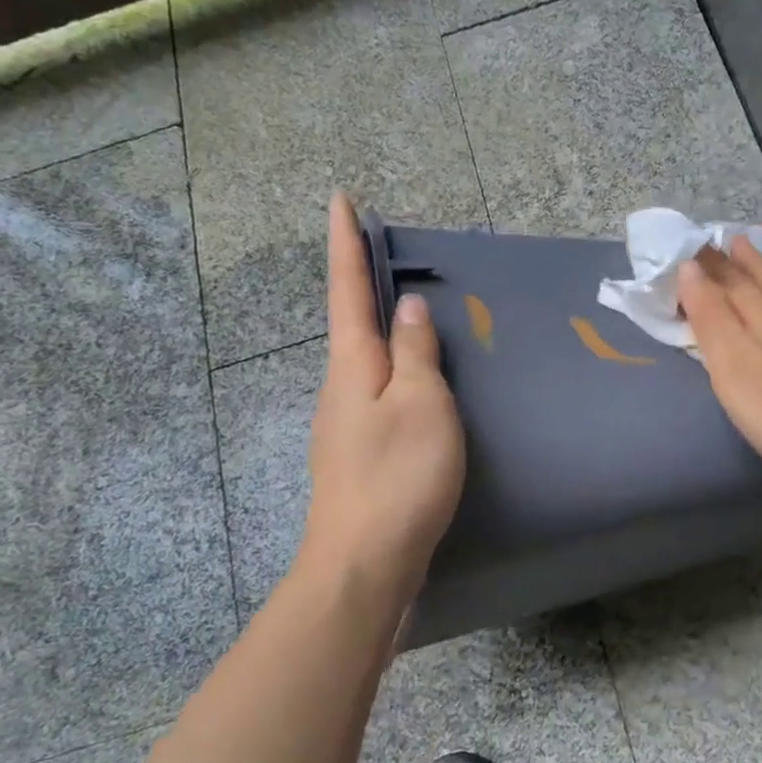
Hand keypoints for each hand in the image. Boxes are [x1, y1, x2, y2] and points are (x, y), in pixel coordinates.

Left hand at [292, 193, 464, 609]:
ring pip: (368, 361)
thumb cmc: (398, 476)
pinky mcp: (360, 453)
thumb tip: (408, 309)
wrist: (365, 563)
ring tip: (412, 312)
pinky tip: (419, 384)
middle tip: (384, 250)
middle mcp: (341, 387)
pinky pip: (380, 393)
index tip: (339, 199)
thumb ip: (415, 353)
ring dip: (383, 329)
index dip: (346, 243)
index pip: (347, 289)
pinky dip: (397, 372)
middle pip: (352, 323)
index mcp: (353, 365)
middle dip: (362, 282)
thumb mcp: (421, 405)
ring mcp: (346, 423)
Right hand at [677, 237, 761, 479]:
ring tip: (752, 249)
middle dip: (734, 261)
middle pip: (756, 282)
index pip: (727, 279)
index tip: (686, 243)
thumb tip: (689, 267)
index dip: (705, 263)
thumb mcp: (728, 358)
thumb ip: (709, 313)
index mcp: (760, 313)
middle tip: (717, 239)